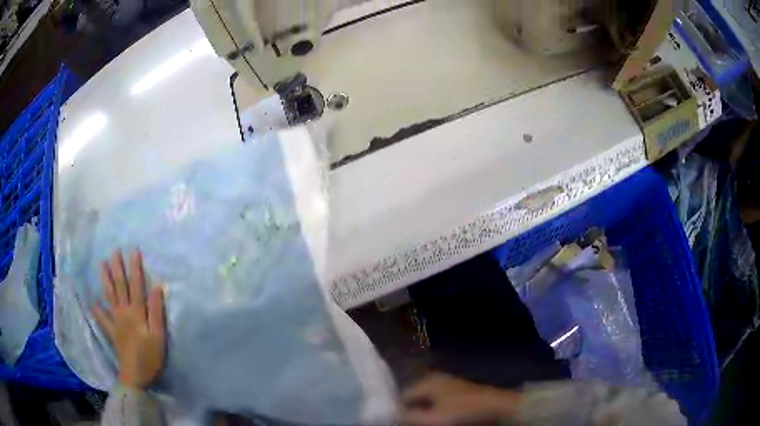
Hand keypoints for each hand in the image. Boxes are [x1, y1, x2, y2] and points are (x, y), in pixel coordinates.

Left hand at [93, 249, 166, 388]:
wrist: (136, 375)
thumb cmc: (150, 355)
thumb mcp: (158, 335)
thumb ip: (156, 311)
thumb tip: (157, 286)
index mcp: (136, 312)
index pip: (136, 285)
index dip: (135, 268)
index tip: (133, 250)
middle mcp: (124, 312)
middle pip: (120, 286)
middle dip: (117, 268)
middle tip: (114, 251)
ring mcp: (115, 321)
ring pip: (109, 296)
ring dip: (105, 280)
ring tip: (101, 265)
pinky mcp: (112, 332)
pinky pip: (102, 318)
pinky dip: (97, 309)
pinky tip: (93, 302)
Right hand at [401, 373, 521, 425]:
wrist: (497, 407)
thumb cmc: (462, 412)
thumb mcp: (433, 419)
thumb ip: (410, 417)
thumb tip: (393, 414)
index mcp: (428, 383)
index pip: (404, 396)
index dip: (398, 410)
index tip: (396, 422)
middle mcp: (437, 380)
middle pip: (416, 398)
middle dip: (412, 411)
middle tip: (411, 423)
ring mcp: (451, 386)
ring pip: (429, 401)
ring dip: (424, 413)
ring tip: (426, 423)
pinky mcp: (461, 393)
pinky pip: (441, 403)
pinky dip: (437, 411)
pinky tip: (440, 420)